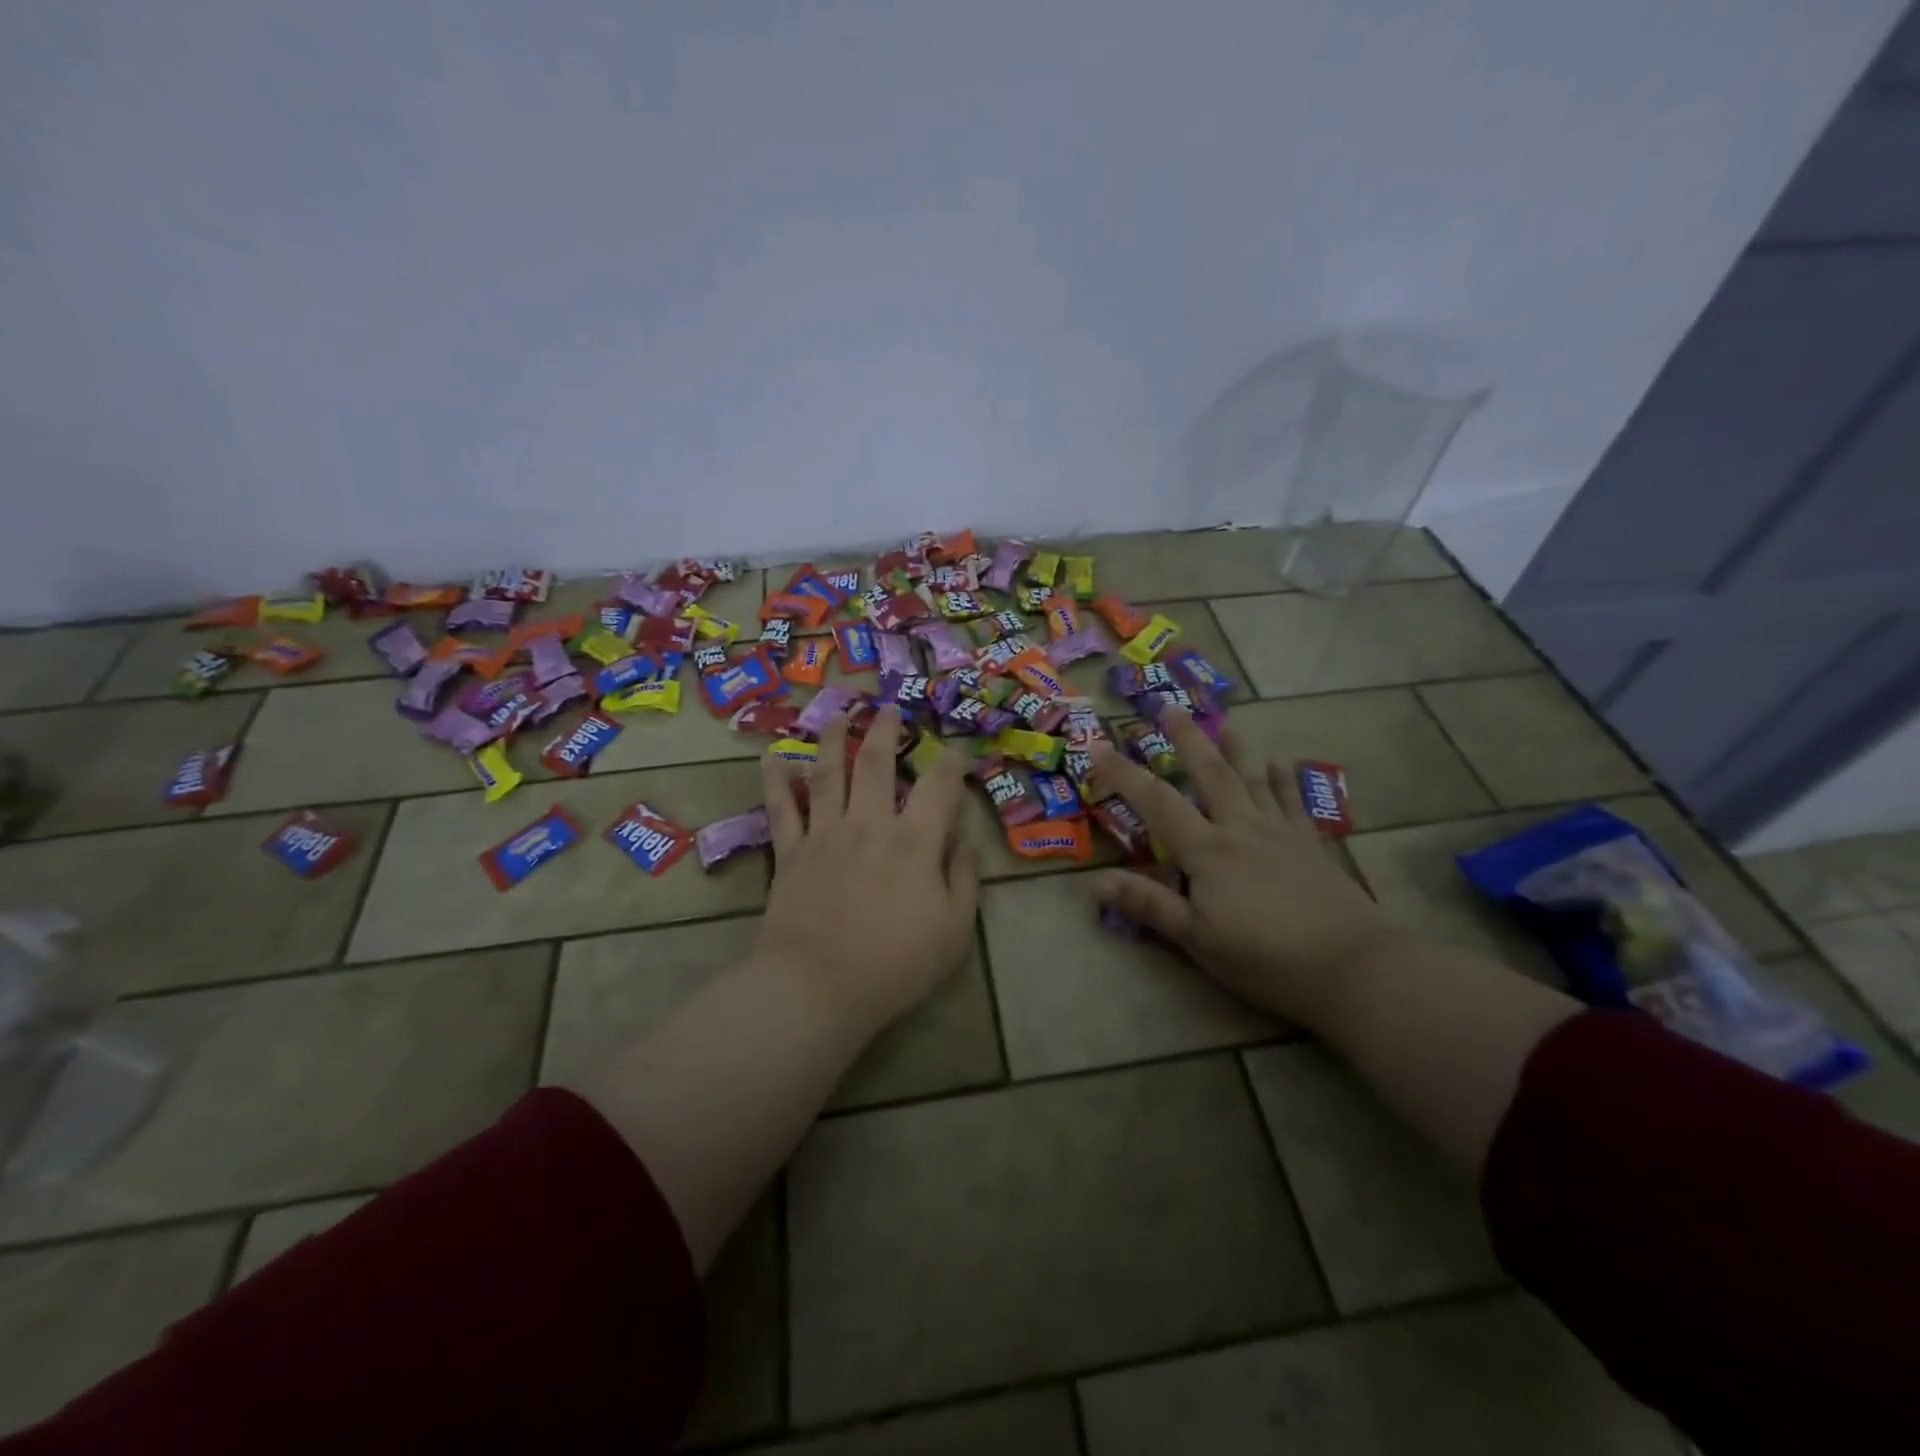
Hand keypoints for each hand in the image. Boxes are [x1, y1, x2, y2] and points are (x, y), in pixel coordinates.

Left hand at [755, 705, 978, 1035]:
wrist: (818, 988)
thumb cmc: (894, 965)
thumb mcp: (953, 930)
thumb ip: (963, 879)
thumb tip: (964, 841)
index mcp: (914, 841)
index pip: (939, 786)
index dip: (952, 762)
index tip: (957, 753)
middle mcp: (869, 824)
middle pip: (877, 763)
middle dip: (886, 730)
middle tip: (889, 709)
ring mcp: (825, 834)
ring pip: (829, 773)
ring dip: (835, 739)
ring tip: (840, 714)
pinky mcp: (790, 852)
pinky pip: (781, 808)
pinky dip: (776, 780)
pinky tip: (775, 756)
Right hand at [1089, 712, 1397, 1028]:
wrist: (1353, 966)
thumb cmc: (1266, 957)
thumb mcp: (1198, 939)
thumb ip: (1149, 905)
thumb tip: (1094, 882)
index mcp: (1208, 851)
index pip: (1157, 803)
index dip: (1124, 774)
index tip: (1098, 747)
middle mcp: (1241, 828)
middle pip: (1210, 774)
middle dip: (1187, 739)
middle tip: (1170, 706)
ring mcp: (1279, 832)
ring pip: (1252, 779)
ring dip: (1235, 749)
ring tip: (1225, 722)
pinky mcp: (1310, 844)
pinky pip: (1293, 801)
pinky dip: (1286, 778)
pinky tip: (1283, 760)